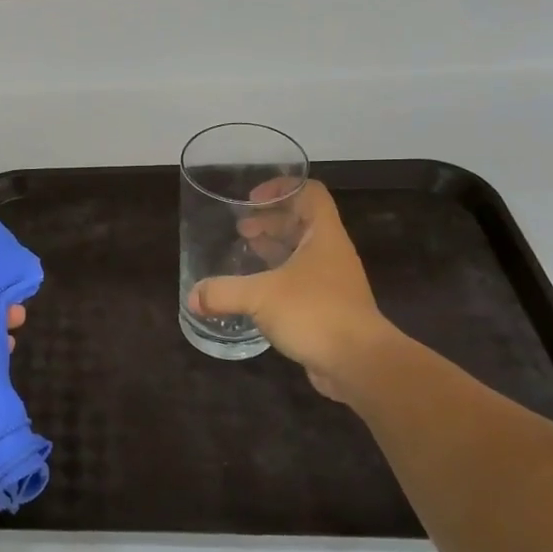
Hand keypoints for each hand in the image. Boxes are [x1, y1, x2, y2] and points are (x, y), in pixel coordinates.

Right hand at [188, 182, 394, 405]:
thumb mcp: (261, 297)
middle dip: (271, 221)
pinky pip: (300, 282)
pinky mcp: (328, 308)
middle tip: (241, 229)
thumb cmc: (315, 313)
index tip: (252, 200)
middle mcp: (330, 253)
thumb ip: (223, 292)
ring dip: (274, 249)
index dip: (282, 188)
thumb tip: (192, 297)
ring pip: (301, 253)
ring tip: (245, 253)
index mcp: (323, 236)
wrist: (360, 364)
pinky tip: (256, 292)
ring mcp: (332, 281)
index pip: (310, 193)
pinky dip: (277, 278)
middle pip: (302, 222)